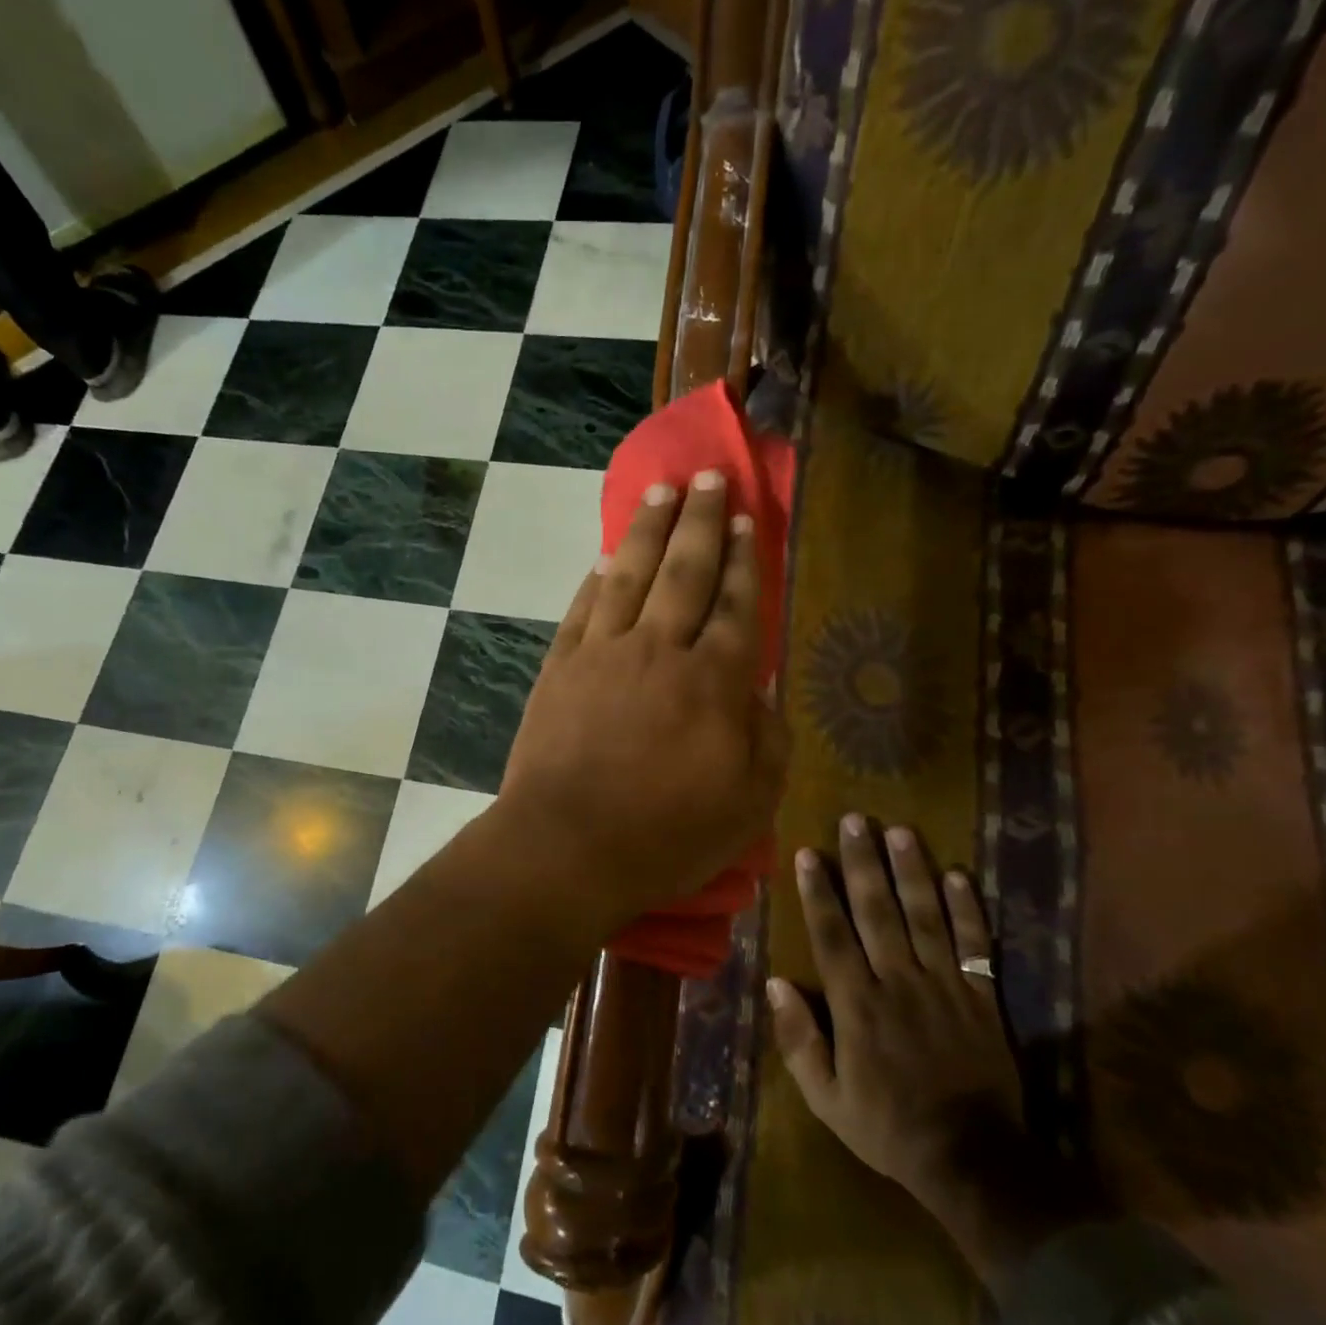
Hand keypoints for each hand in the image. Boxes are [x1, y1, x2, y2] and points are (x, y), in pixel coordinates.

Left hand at [496, 471, 788, 923]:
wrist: (566, 847)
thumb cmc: (665, 835)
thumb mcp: (748, 804)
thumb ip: (765, 740)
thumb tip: (761, 692)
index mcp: (713, 681)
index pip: (735, 604)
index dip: (744, 559)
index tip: (746, 519)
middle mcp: (659, 650)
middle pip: (685, 571)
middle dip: (701, 520)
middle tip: (708, 477)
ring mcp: (603, 653)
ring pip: (631, 575)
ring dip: (647, 530)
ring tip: (661, 492)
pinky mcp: (560, 668)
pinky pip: (582, 609)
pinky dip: (596, 579)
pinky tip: (605, 558)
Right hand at [768, 818, 1020, 1213]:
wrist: (974, 1162)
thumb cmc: (888, 1127)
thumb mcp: (826, 1098)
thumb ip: (799, 1040)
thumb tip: (774, 984)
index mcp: (857, 1005)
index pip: (832, 935)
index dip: (818, 891)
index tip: (808, 852)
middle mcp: (898, 983)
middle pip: (877, 912)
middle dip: (862, 863)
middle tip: (855, 821)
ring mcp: (944, 987)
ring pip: (925, 917)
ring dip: (911, 872)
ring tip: (900, 831)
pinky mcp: (982, 998)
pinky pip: (975, 947)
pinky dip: (968, 910)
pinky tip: (959, 875)